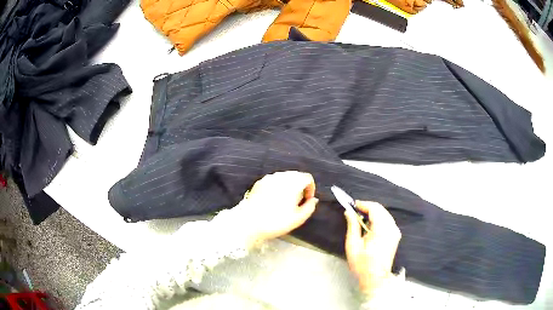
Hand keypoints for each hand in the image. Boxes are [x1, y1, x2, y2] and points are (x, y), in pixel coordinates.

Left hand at [236, 171, 318, 245]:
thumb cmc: (276, 221)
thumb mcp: (298, 218)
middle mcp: (281, 176)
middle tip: (297, 201)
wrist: (249, 222)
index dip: (311, 188)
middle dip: (300, 186)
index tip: (307, 200)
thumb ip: (309, 207)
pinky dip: (278, 186)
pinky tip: (273, 199)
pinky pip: (273, 180)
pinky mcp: (259, 182)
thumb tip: (313, 199)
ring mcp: (269, 178)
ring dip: (289, 186)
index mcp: (293, 183)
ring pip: (284, 177)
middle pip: (296, 175)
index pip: (307, 178)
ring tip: (285, 201)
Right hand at [344, 201, 400, 296]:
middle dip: (367, 208)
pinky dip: (378, 220)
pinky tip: (370, 228)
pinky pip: (387, 221)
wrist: (375, 278)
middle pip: (381, 209)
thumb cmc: (362, 264)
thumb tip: (349, 212)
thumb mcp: (353, 245)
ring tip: (360, 221)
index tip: (352, 205)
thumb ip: (352, 226)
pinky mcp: (395, 236)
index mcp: (382, 229)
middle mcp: (392, 227)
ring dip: (373, 214)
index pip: (374, 208)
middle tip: (354, 213)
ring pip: (384, 214)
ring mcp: (395, 232)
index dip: (363, 204)